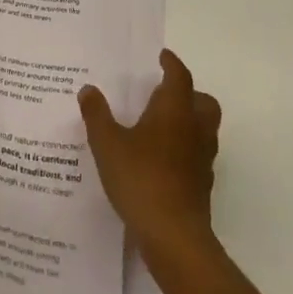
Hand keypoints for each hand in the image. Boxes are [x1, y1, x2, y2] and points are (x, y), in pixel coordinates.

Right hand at [79, 49, 221, 259]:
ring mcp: (202, 160)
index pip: (179, 76)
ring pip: (204, 129)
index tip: (162, 56)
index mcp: (175, 110)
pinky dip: (184, 149)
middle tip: (164, 92)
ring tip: (160, 125)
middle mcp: (194, 129)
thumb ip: (97, 115)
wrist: (173, 237)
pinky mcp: (202, 186)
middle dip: (189, 93)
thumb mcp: (107, 143)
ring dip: (188, 121)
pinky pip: (197, 155)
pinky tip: (161, 159)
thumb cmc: (141, 178)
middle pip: (203, 102)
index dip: (172, 63)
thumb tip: (88, 89)